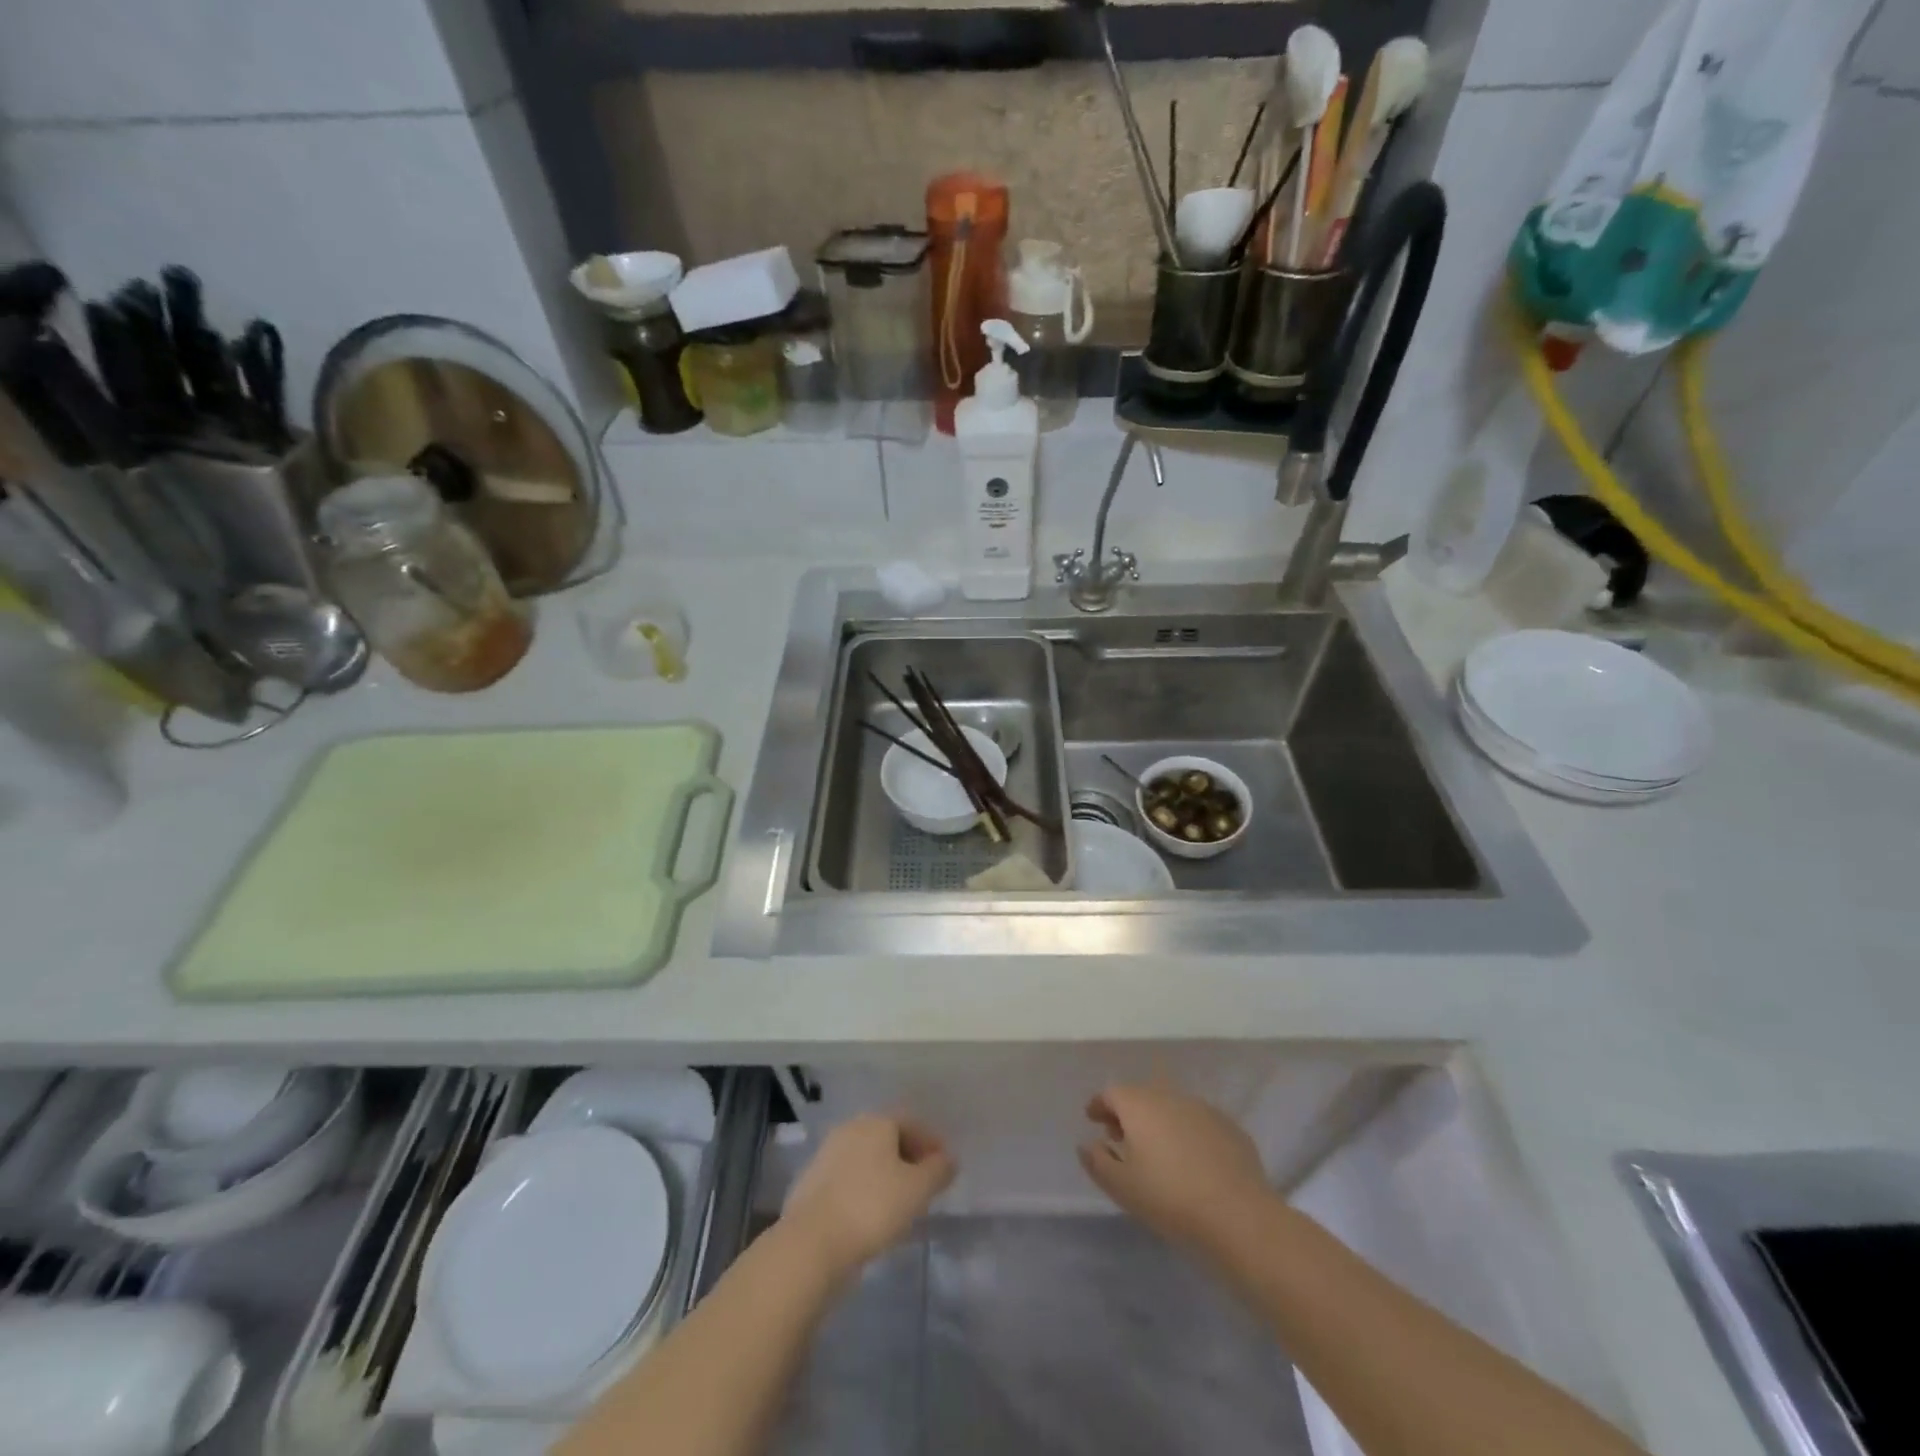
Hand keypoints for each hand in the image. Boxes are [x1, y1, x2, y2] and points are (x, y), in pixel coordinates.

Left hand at [781, 1116, 955, 1281]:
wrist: (811, 1243)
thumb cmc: (872, 1207)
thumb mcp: (917, 1190)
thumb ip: (938, 1171)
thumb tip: (948, 1159)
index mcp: (876, 1122)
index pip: (910, 1122)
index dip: (931, 1142)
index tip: (944, 1166)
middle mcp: (850, 1129)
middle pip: (887, 1137)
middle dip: (908, 1156)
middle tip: (924, 1183)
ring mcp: (827, 1154)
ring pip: (866, 1158)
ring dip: (885, 1174)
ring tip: (900, 1202)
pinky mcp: (811, 1183)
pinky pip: (848, 1179)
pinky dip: (863, 1189)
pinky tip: (870, 1215)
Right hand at [1078, 1083, 1271, 1252]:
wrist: (1238, 1216)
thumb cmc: (1169, 1198)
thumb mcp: (1121, 1186)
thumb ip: (1097, 1161)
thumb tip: (1087, 1144)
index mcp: (1139, 1104)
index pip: (1111, 1093)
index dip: (1099, 1105)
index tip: (1093, 1119)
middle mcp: (1169, 1096)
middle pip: (1141, 1096)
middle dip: (1128, 1113)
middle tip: (1121, 1139)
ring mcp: (1203, 1109)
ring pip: (1171, 1108)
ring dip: (1158, 1122)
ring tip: (1156, 1152)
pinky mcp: (1230, 1127)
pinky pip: (1197, 1123)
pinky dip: (1186, 1133)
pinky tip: (1190, 1161)